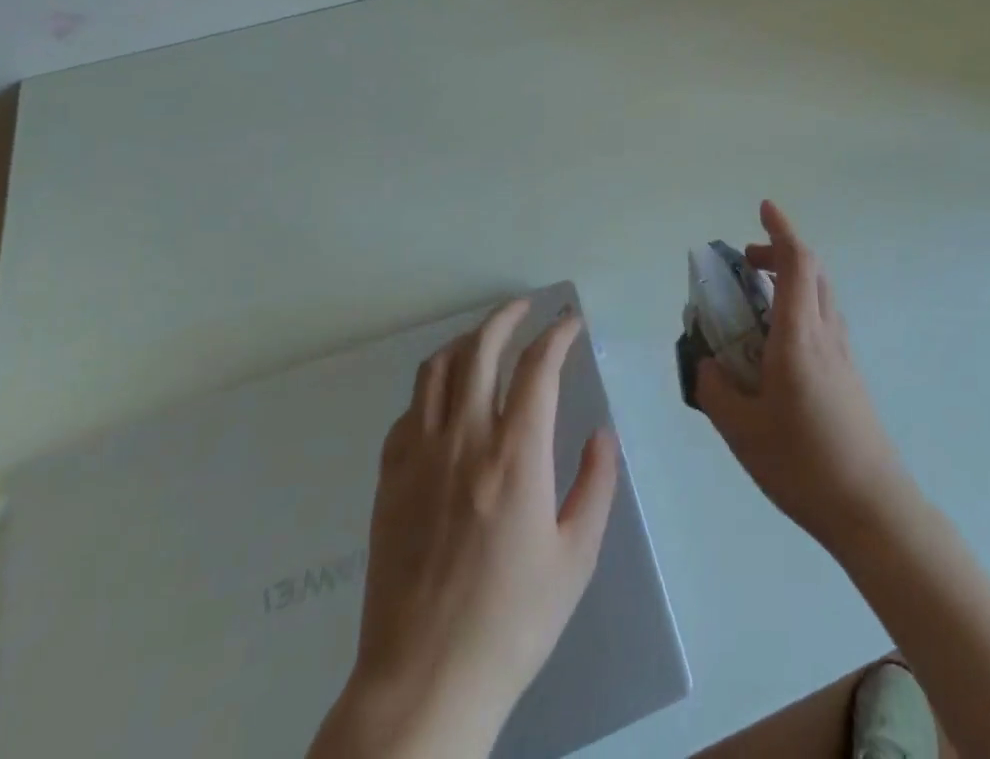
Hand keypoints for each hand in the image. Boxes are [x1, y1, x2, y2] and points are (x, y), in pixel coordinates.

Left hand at [310, 300, 618, 758]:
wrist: (423, 682)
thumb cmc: (511, 623)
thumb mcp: (575, 558)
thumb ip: (596, 485)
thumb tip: (600, 433)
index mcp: (515, 455)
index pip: (537, 366)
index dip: (557, 333)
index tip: (571, 322)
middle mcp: (464, 439)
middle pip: (481, 349)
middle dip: (507, 316)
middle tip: (527, 307)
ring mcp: (420, 456)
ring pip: (437, 369)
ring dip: (466, 341)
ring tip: (487, 338)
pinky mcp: (389, 479)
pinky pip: (410, 409)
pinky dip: (433, 386)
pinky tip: (446, 398)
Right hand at [698, 201, 912, 555]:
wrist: (873, 509)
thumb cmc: (803, 464)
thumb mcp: (741, 430)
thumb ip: (716, 389)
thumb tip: (706, 364)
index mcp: (799, 336)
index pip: (797, 262)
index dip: (780, 230)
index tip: (763, 209)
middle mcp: (826, 334)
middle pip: (813, 271)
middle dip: (780, 253)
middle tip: (747, 262)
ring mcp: (843, 355)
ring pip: (821, 295)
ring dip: (792, 280)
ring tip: (756, 300)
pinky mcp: (849, 377)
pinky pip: (824, 321)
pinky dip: (800, 307)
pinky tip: (777, 345)